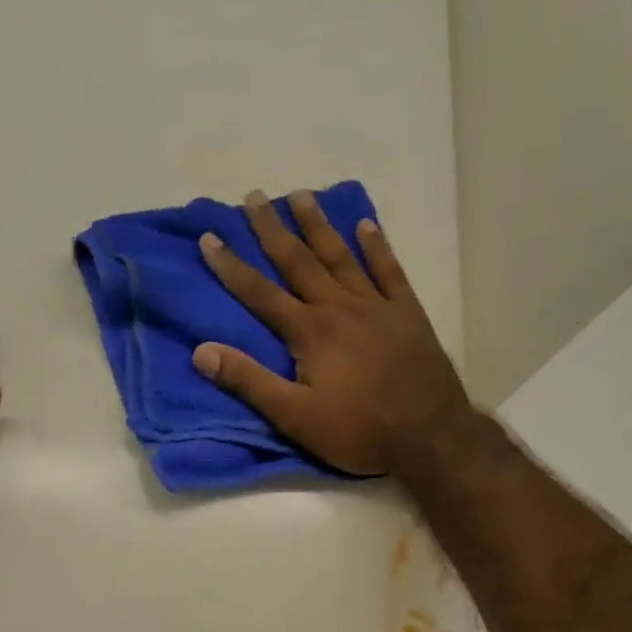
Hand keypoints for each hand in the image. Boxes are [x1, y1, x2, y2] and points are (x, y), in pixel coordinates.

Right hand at [192, 189, 472, 477]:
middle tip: (254, 197)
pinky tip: (366, 225)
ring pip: (342, 256)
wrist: (429, 435)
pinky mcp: (408, 314)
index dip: (232, 266)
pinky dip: (377, 247)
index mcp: (310, 332)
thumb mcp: (295, 417)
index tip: (209, 237)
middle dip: (273, 230)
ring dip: (319, 226)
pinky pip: (389, 270)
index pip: (261, 293)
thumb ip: (249, 382)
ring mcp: (377, 306)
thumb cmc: (358, 431)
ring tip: (301, 195)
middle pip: (299, 261)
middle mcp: (340, 307)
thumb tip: (201, 352)